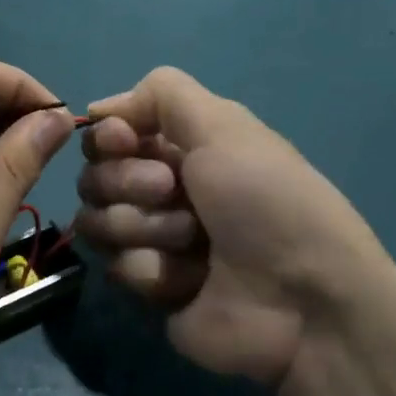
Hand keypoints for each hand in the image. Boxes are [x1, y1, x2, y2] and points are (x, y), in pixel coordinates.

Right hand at [76, 68, 393, 395]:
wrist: (301, 302)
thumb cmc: (266, 202)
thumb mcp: (225, 126)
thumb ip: (161, 93)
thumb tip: (100, 109)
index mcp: (183, 148)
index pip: (108, 134)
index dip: (107, 137)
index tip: (125, 142)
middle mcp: (162, 190)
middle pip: (94, 176)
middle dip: (128, 182)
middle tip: (171, 192)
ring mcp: (152, 241)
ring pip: (97, 221)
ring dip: (144, 226)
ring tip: (192, 242)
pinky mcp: (150, 288)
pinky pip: (117, 267)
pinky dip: (154, 269)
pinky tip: (192, 281)